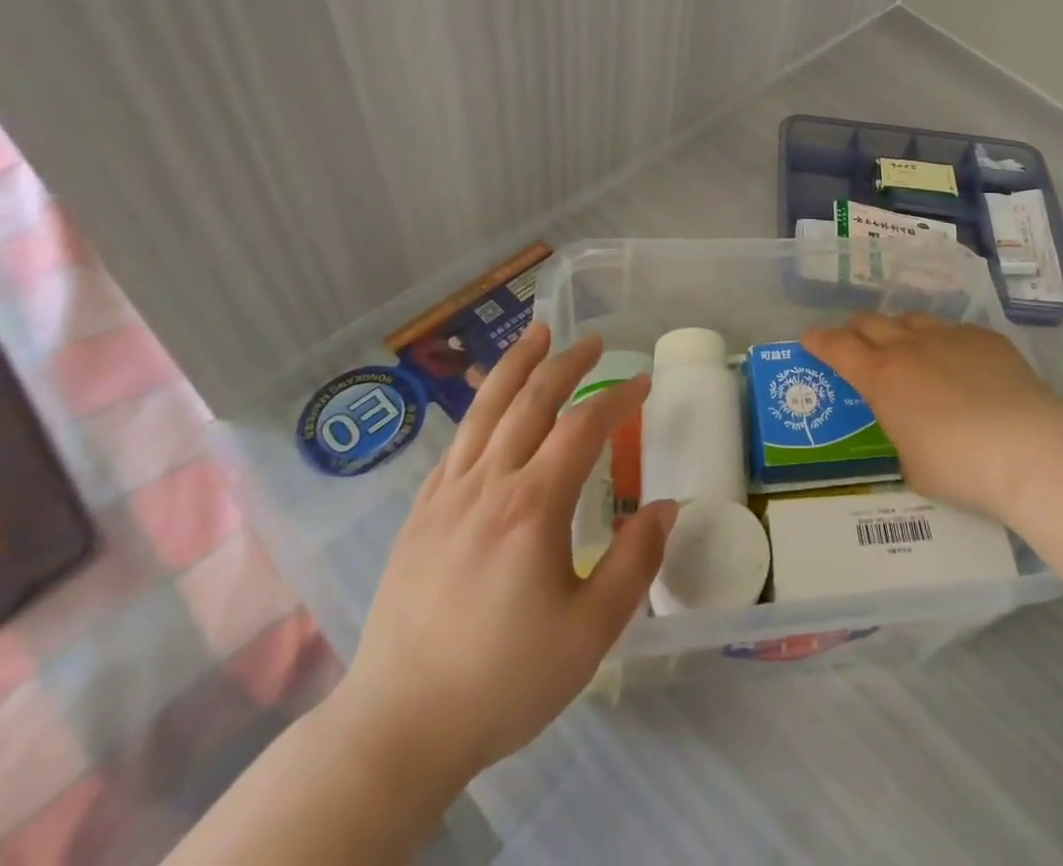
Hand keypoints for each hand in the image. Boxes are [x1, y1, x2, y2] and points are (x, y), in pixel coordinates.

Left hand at [325, 323, 675, 790]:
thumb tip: (665, 506)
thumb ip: (635, 563)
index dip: (617, 398)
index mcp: (533, 506)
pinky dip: (480, 411)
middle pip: (531, 401)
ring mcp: (447, 496)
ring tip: (537, 334)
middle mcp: (488, 484)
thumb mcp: (590, 633)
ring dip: (516, 366)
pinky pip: (456, 444)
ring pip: (485, 410)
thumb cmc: (503, 679)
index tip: (642, 384)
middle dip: (567, 363)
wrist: (397, 728)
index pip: (583, 427)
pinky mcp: (420, 515)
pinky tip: (490, 408)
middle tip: (594, 342)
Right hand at [800, 313, 1062, 522]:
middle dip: (855, 331)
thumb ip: (898, 436)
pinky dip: (942, 342)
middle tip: (855, 346)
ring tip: (905, 349)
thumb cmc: (960, 467)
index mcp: (882, 377)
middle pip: (870, 322)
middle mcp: (910, 346)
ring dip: (898, 331)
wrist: (1029, 447)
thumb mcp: (910, 465)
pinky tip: (957, 363)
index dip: (818, 341)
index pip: (837, 347)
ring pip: (912, 319)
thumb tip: (905, 430)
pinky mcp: (985, 338)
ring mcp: (950, 336)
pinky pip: (953, 330)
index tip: (808, 339)